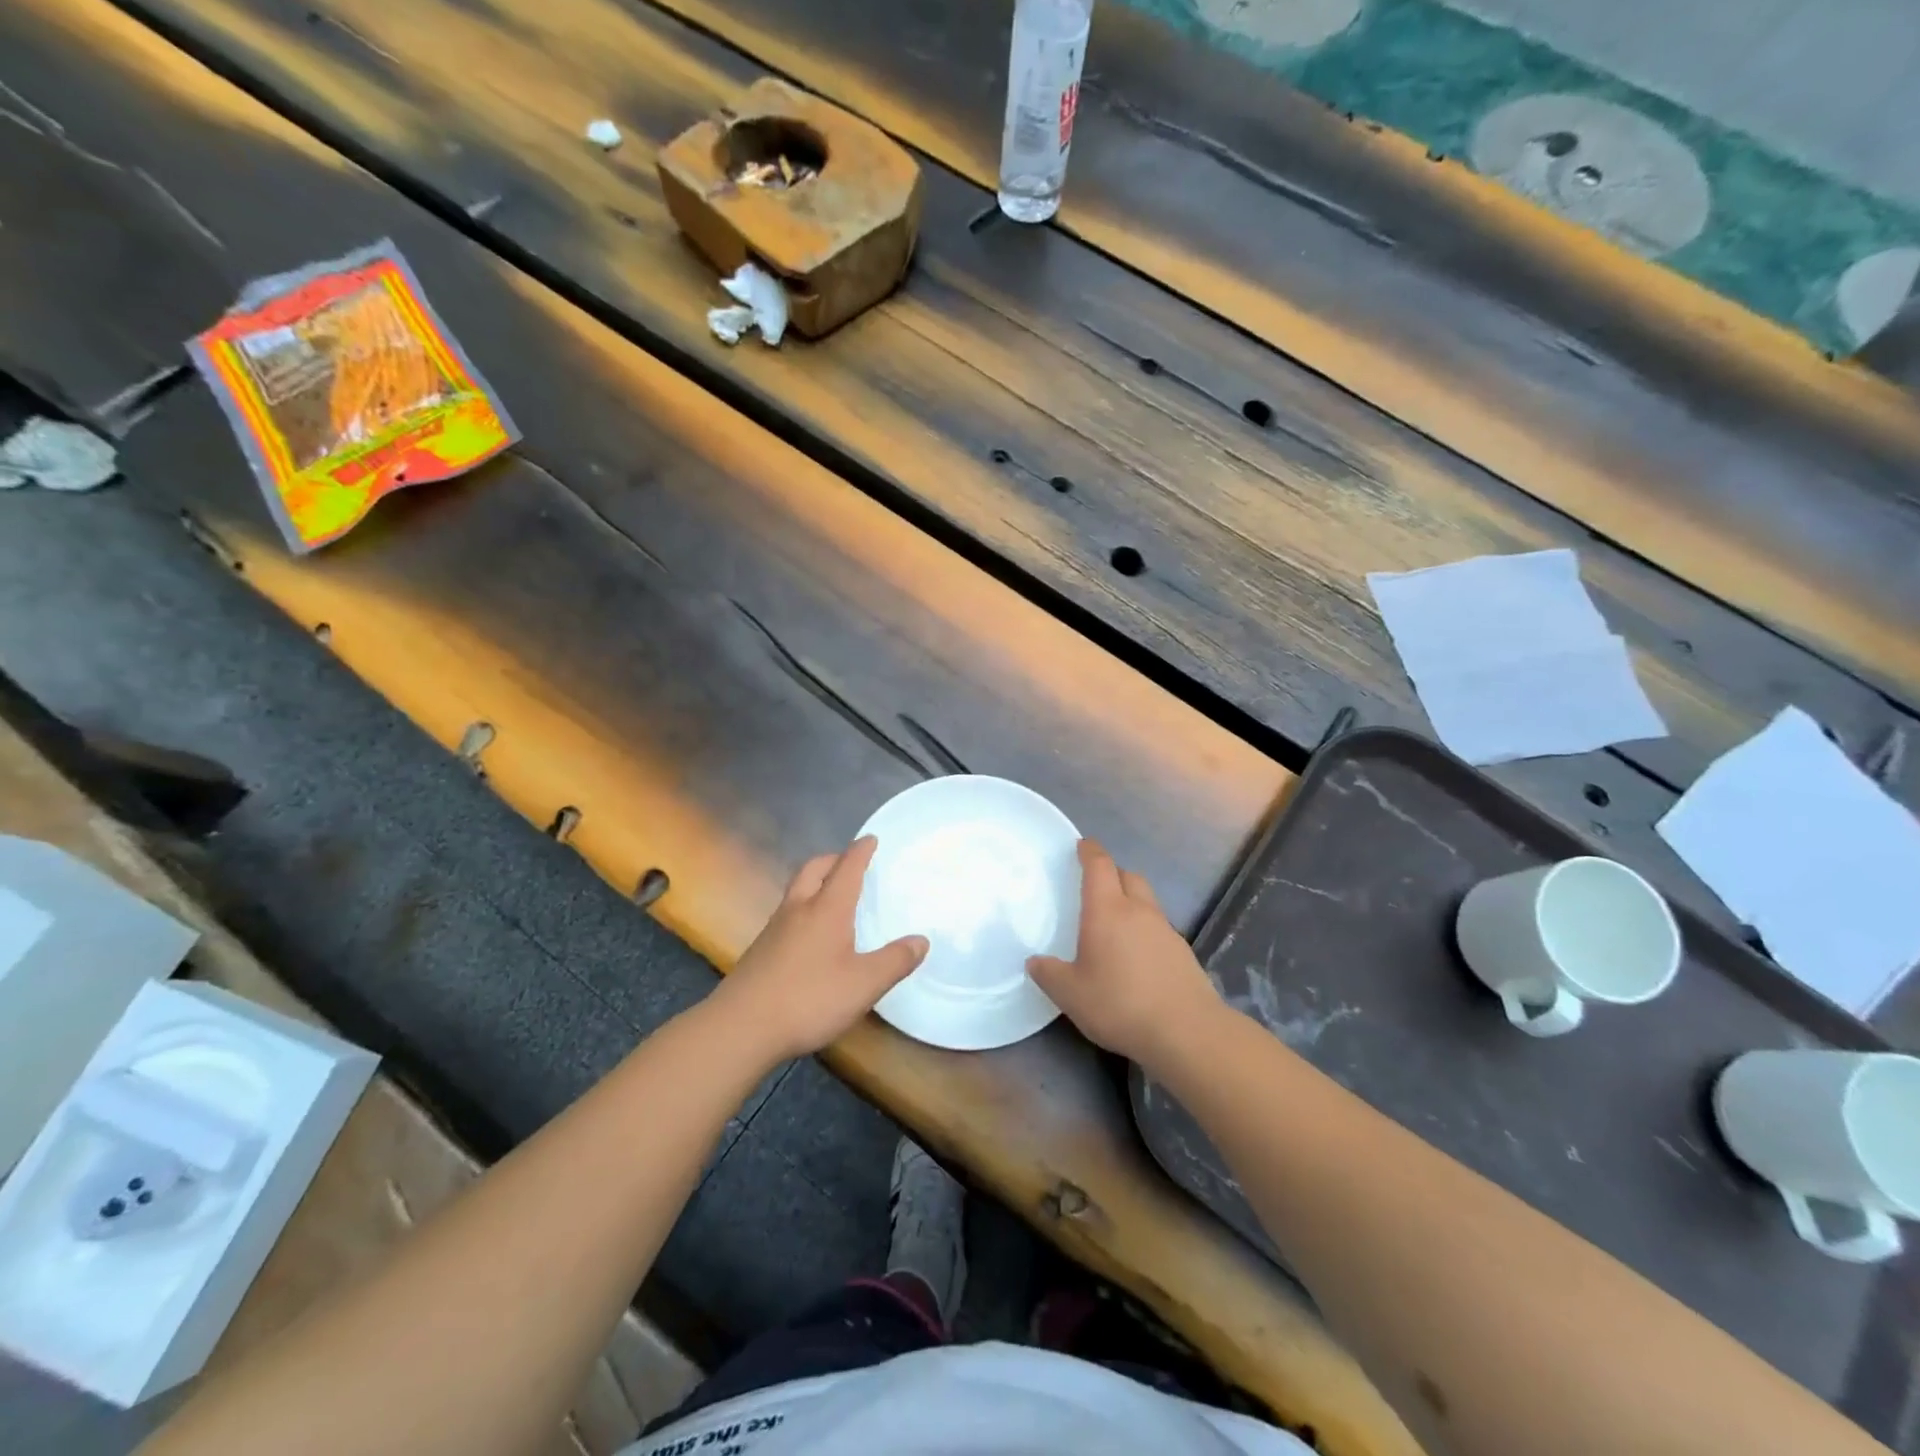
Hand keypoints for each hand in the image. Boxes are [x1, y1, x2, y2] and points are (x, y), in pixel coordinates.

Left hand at [715, 837, 927, 1064]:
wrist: (740, 1027)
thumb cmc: (808, 999)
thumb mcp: (863, 985)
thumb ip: (895, 961)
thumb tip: (921, 940)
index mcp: (826, 909)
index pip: (846, 868)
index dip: (860, 851)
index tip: (870, 839)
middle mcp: (798, 909)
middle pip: (813, 869)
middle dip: (833, 859)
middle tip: (849, 863)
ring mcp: (775, 928)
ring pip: (797, 889)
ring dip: (815, 881)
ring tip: (832, 894)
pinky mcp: (761, 949)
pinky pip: (787, 912)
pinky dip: (804, 907)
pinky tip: (810, 933)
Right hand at [1028, 839, 1223, 1069]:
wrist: (1186, 1031)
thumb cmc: (1120, 1004)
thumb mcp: (1071, 994)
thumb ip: (1049, 974)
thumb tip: (1035, 961)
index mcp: (1108, 910)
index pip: (1100, 866)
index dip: (1090, 851)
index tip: (1082, 845)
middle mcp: (1139, 911)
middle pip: (1128, 876)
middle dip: (1112, 874)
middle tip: (1096, 886)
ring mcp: (1165, 930)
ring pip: (1147, 901)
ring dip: (1131, 901)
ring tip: (1114, 924)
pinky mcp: (1183, 952)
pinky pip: (1158, 927)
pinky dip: (1145, 929)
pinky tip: (1136, 956)